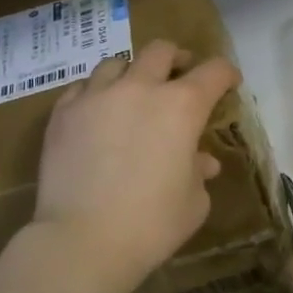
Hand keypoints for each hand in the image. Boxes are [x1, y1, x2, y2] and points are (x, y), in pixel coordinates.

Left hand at [30, 39, 239, 292]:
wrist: (82, 241)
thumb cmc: (151, 224)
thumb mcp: (193, 202)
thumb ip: (198, 172)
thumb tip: (200, 161)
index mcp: (182, 106)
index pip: (214, 72)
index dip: (226, 74)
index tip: (229, 83)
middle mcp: (140, 88)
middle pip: (161, 51)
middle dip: (177, 59)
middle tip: (180, 76)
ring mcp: (97, 96)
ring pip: (116, 62)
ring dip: (132, 73)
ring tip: (132, 93)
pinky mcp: (63, 113)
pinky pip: (83, 88)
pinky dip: (96, 94)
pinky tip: (97, 114)